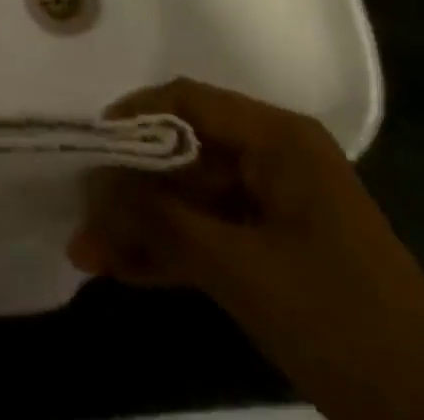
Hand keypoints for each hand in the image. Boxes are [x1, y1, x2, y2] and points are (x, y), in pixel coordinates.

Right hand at [69, 79, 423, 419]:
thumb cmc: (341, 321)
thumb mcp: (243, 269)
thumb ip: (164, 223)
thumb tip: (96, 189)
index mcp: (278, 139)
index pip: (191, 102)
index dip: (136, 117)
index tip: (90, 146)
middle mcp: (274, 160)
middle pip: (185, 155)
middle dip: (131, 188)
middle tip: (82, 215)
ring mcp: (274, 208)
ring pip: (192, 201)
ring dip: (143, 226)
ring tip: (88, 253)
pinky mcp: (273, 253)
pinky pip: (211, 237)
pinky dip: (171, 252)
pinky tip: (123, 271)